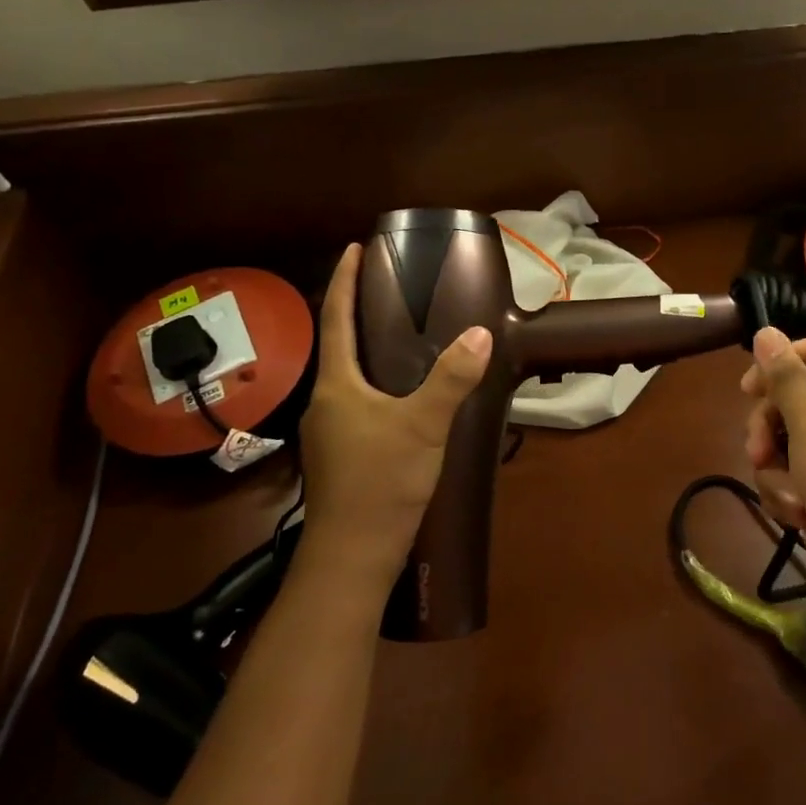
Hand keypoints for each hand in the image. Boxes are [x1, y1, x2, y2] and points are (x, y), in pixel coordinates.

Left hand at [299, 243, 491, 591]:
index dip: (343, 281)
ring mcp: (330, 431)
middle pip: (339, 345)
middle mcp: (326, 402)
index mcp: (336, 385)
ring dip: (368, 350)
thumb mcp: (423, 425)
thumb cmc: (380, 482)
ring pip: (349, 377)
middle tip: (390, 287)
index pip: (335, 318)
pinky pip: (357, 402)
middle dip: (358, 312)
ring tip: (401, 333)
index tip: (353, 248)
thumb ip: (452, 379)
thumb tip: (480, 334)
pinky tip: (403, 394)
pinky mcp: (341, 454)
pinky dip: (376, 382)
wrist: (352, 556)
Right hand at [740, 328, 805, 601]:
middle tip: (757, 451)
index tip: (748, 391)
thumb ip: (785, 375)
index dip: (774, 365)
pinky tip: (800, 514)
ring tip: (791, 495)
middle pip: (789, 398)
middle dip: (766, 428)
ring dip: (775, 468)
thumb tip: (766, 330)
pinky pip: (791, 474)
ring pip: (782, 441)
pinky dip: (788, 493)